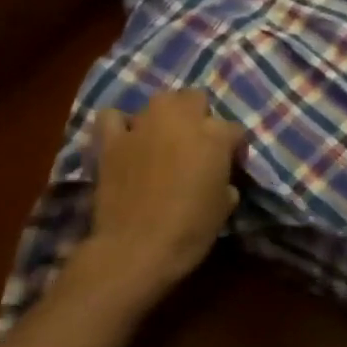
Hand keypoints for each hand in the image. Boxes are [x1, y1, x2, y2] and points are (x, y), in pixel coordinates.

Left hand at [85, 90, 245, 302]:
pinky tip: (127, 138)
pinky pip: (113, 117)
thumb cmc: (192, 229)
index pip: (234, 129)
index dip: (234, 147)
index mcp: (215, 136)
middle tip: (198, 145)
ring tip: (165, 138)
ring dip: (166, 115)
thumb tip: (219, 177)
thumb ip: (225, 179)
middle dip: (201, 116)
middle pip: (196, 98)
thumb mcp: (225, 205)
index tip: (231, 165)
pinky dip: (121, 124)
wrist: (137, 248)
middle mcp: (181, 120)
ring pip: (160, 100)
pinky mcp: (111, 141)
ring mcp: (143, 127)